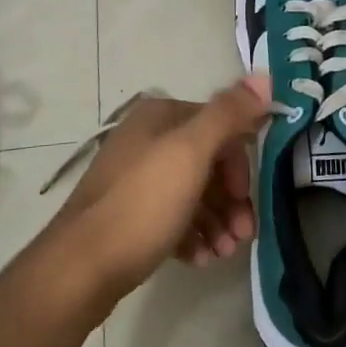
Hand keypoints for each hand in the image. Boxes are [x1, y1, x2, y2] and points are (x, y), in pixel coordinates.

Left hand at [48, 76, 269, 308]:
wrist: (80, 268)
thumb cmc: (142, 205)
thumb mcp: (190, 154)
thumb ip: (228, 114)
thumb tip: (265, 77)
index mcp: (160, 116)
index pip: (219, 126)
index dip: (239, 164)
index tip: (247, 201)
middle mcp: (147, 139)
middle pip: (207, 163)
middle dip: (231, 200)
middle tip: (243, 237)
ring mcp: (135, 177)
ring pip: (192, 193)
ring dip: (216, 222)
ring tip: (223, 254)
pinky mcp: (128, 214)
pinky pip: (171, 217)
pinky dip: (191, 235)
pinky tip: (198, 259)